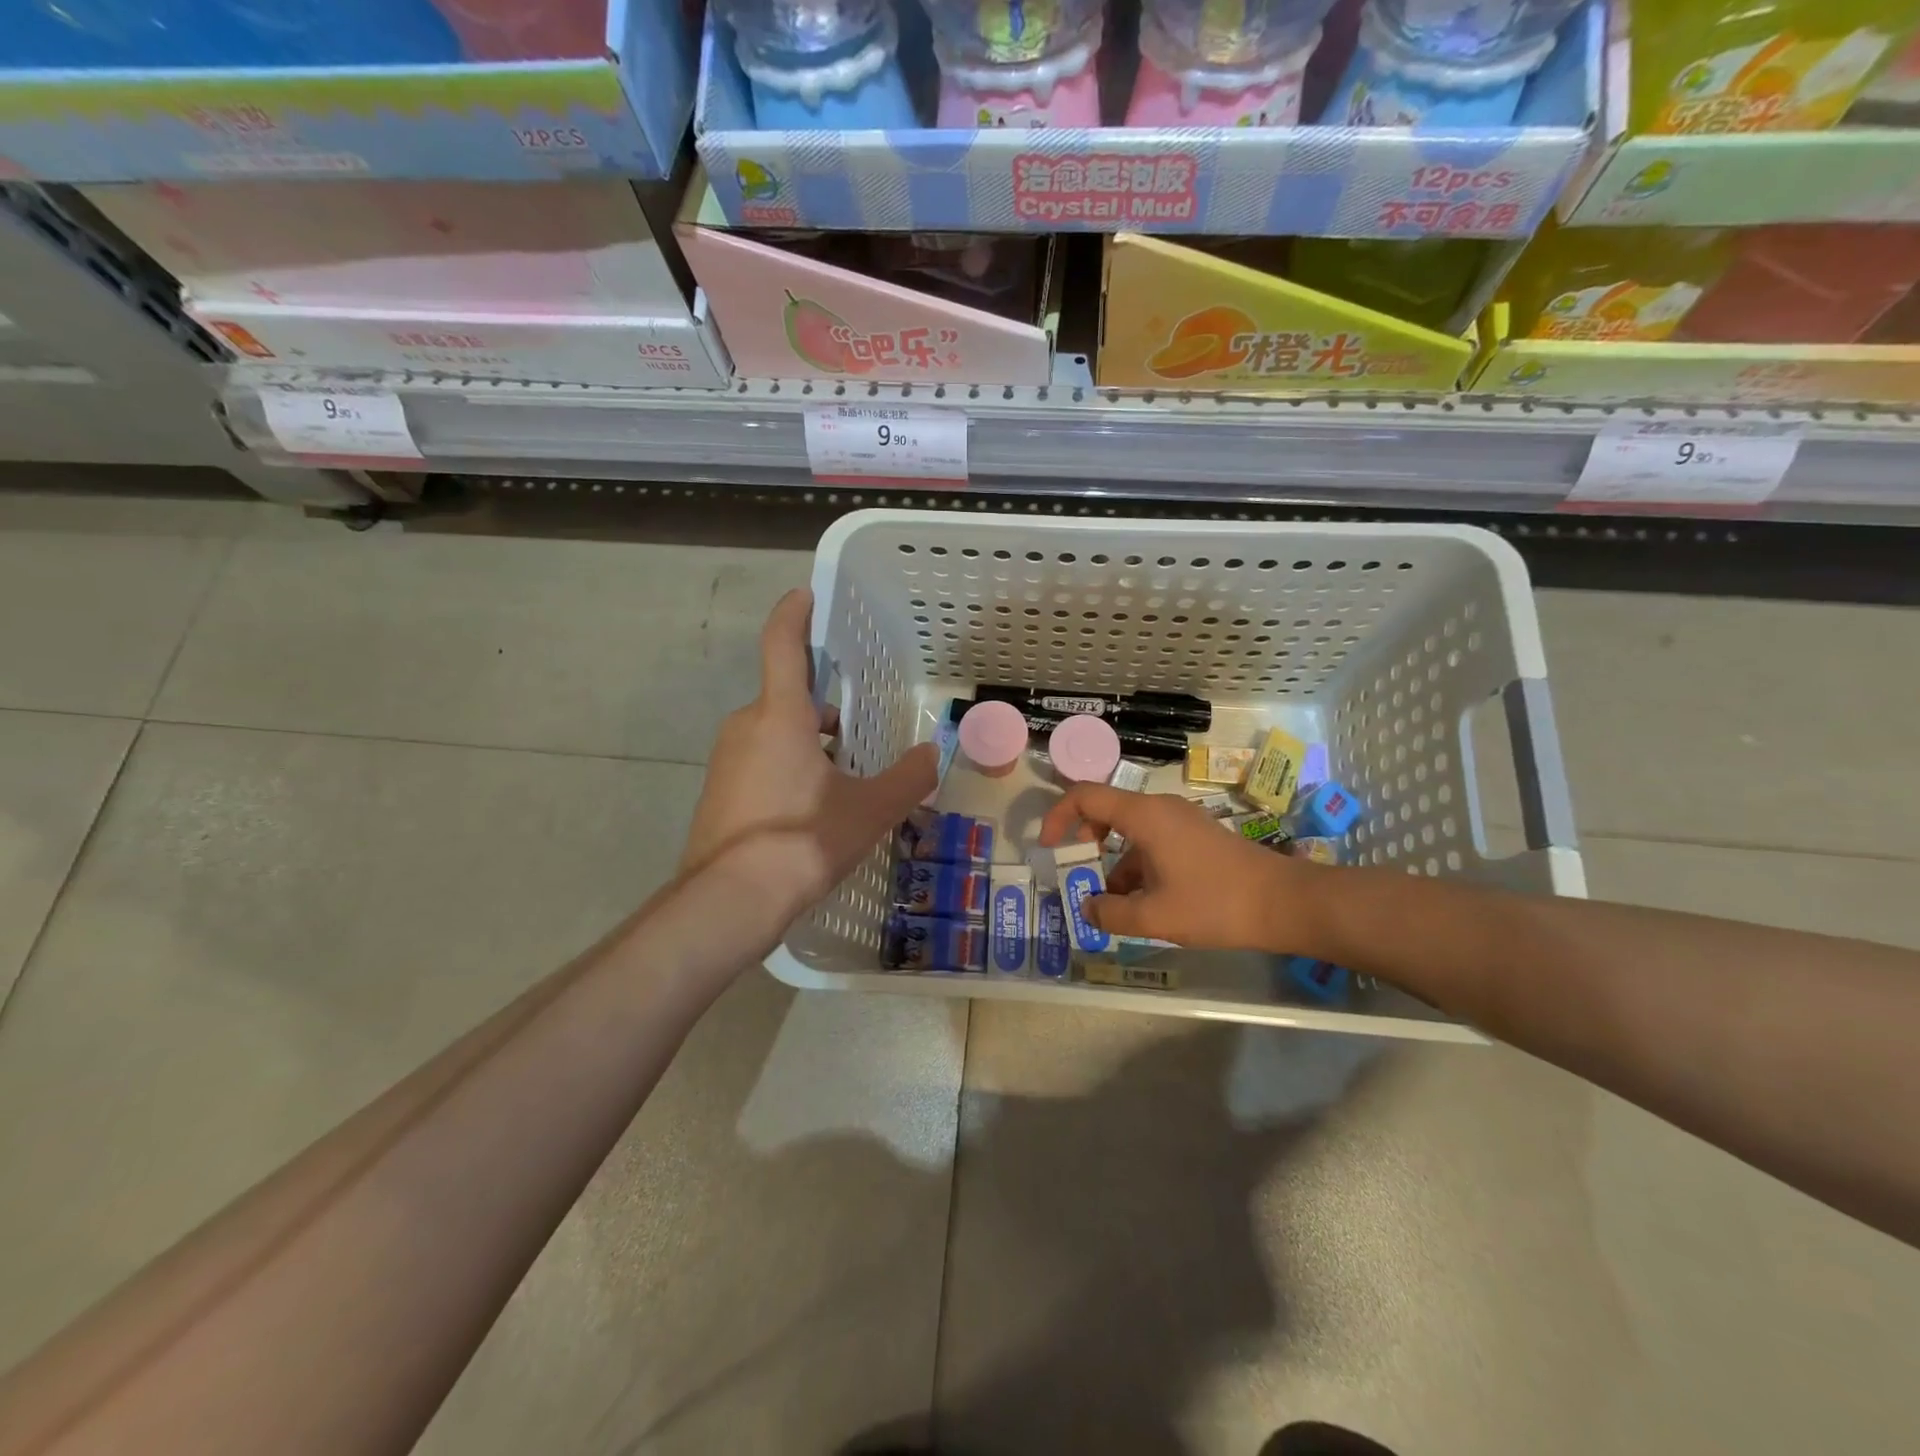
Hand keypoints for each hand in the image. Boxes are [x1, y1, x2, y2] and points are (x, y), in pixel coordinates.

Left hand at [681, 589, 935, 933]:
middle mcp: (746, 726)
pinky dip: (788, 768)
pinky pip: (759, 762)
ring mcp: (726, 760)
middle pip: (787, 697)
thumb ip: (907, 778)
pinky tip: (813, 808)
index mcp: (780, 715)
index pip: (783, 644)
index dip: (795, 614)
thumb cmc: (803, 840)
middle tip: (860, 727)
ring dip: (808, 741)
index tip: (806, 595)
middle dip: (823, 706)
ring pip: (774, 732)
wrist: (729, 902)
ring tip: (846, 776)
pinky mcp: (718, 793)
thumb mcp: (869, 810)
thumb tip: (934, 755)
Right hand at [1038, 783, 1321, 952]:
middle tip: (1079, 876)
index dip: (1058, 816)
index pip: (1085, 796)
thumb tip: (1087, 908)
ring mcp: (1181, 820)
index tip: (1049, 847)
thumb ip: (1110, 914)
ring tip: (1112, 904)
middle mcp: (1159, 808)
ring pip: (1130, 831)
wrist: (1284, 903)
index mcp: (1144, 815)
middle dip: (1084, 843)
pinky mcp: (1196, 836)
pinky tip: (1143, 903)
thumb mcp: (1154, 916)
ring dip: (1113, 862)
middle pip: (1106, 810)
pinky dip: (1137, 866)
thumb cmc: (1214, 903)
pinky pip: (1152, 842)